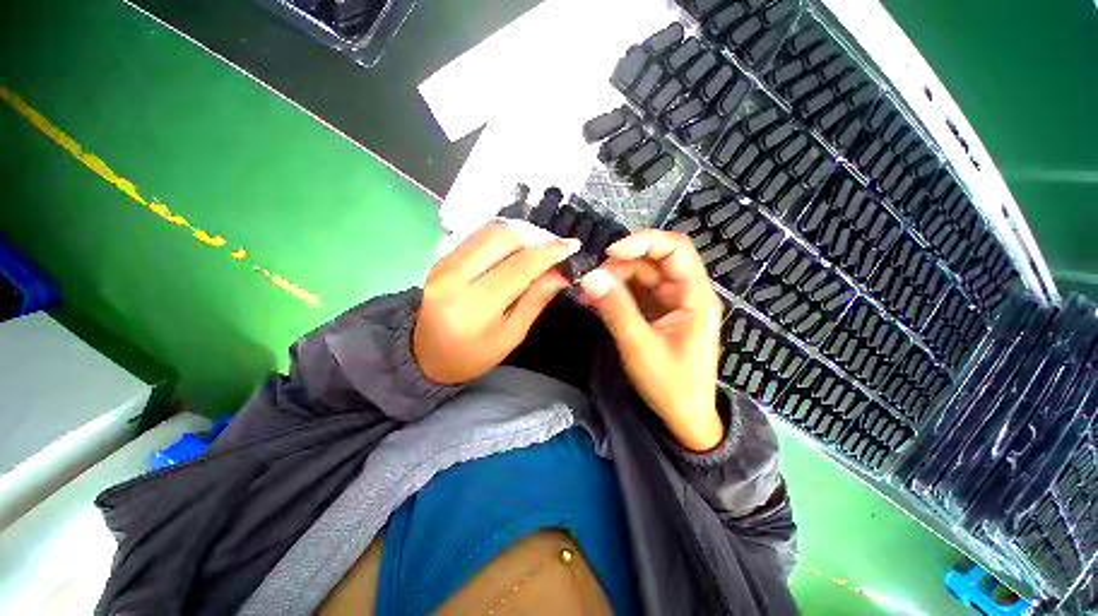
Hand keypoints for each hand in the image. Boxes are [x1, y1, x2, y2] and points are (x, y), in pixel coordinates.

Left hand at [414, 222, 581, 383]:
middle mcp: (453, 277)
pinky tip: (513, 251)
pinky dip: (501, 238)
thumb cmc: (474, 355)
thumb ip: (536, 300)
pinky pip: (476, 236)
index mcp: (474, 306)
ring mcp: (442, 263)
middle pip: (502, 236)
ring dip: (519, 234)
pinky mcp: (440, 258)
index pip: (519, 266)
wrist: (427, 356)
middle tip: (552, 250)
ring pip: (488, 230)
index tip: (572, 245)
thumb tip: (561, 272)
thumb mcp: (512, 335)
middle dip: (534, 237)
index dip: (549, 252)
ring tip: (535, 250)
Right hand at [579, 230, 724, 450]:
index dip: (644, 242)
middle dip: (621, 265)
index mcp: (695, 297)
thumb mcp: (640, 347)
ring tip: (588, 293)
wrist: (683, 418)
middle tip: (592, 280)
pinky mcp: (659, 313)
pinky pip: (637, 293)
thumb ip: (616, 309)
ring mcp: (672, 303)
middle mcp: (686, 294)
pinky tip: (597, 300)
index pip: (675, 250)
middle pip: (654, 261)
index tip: (610, 253)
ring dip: (614, 279)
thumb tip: (590, 277)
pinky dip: (616, 293)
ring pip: (642, 276)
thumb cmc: (670, 385)